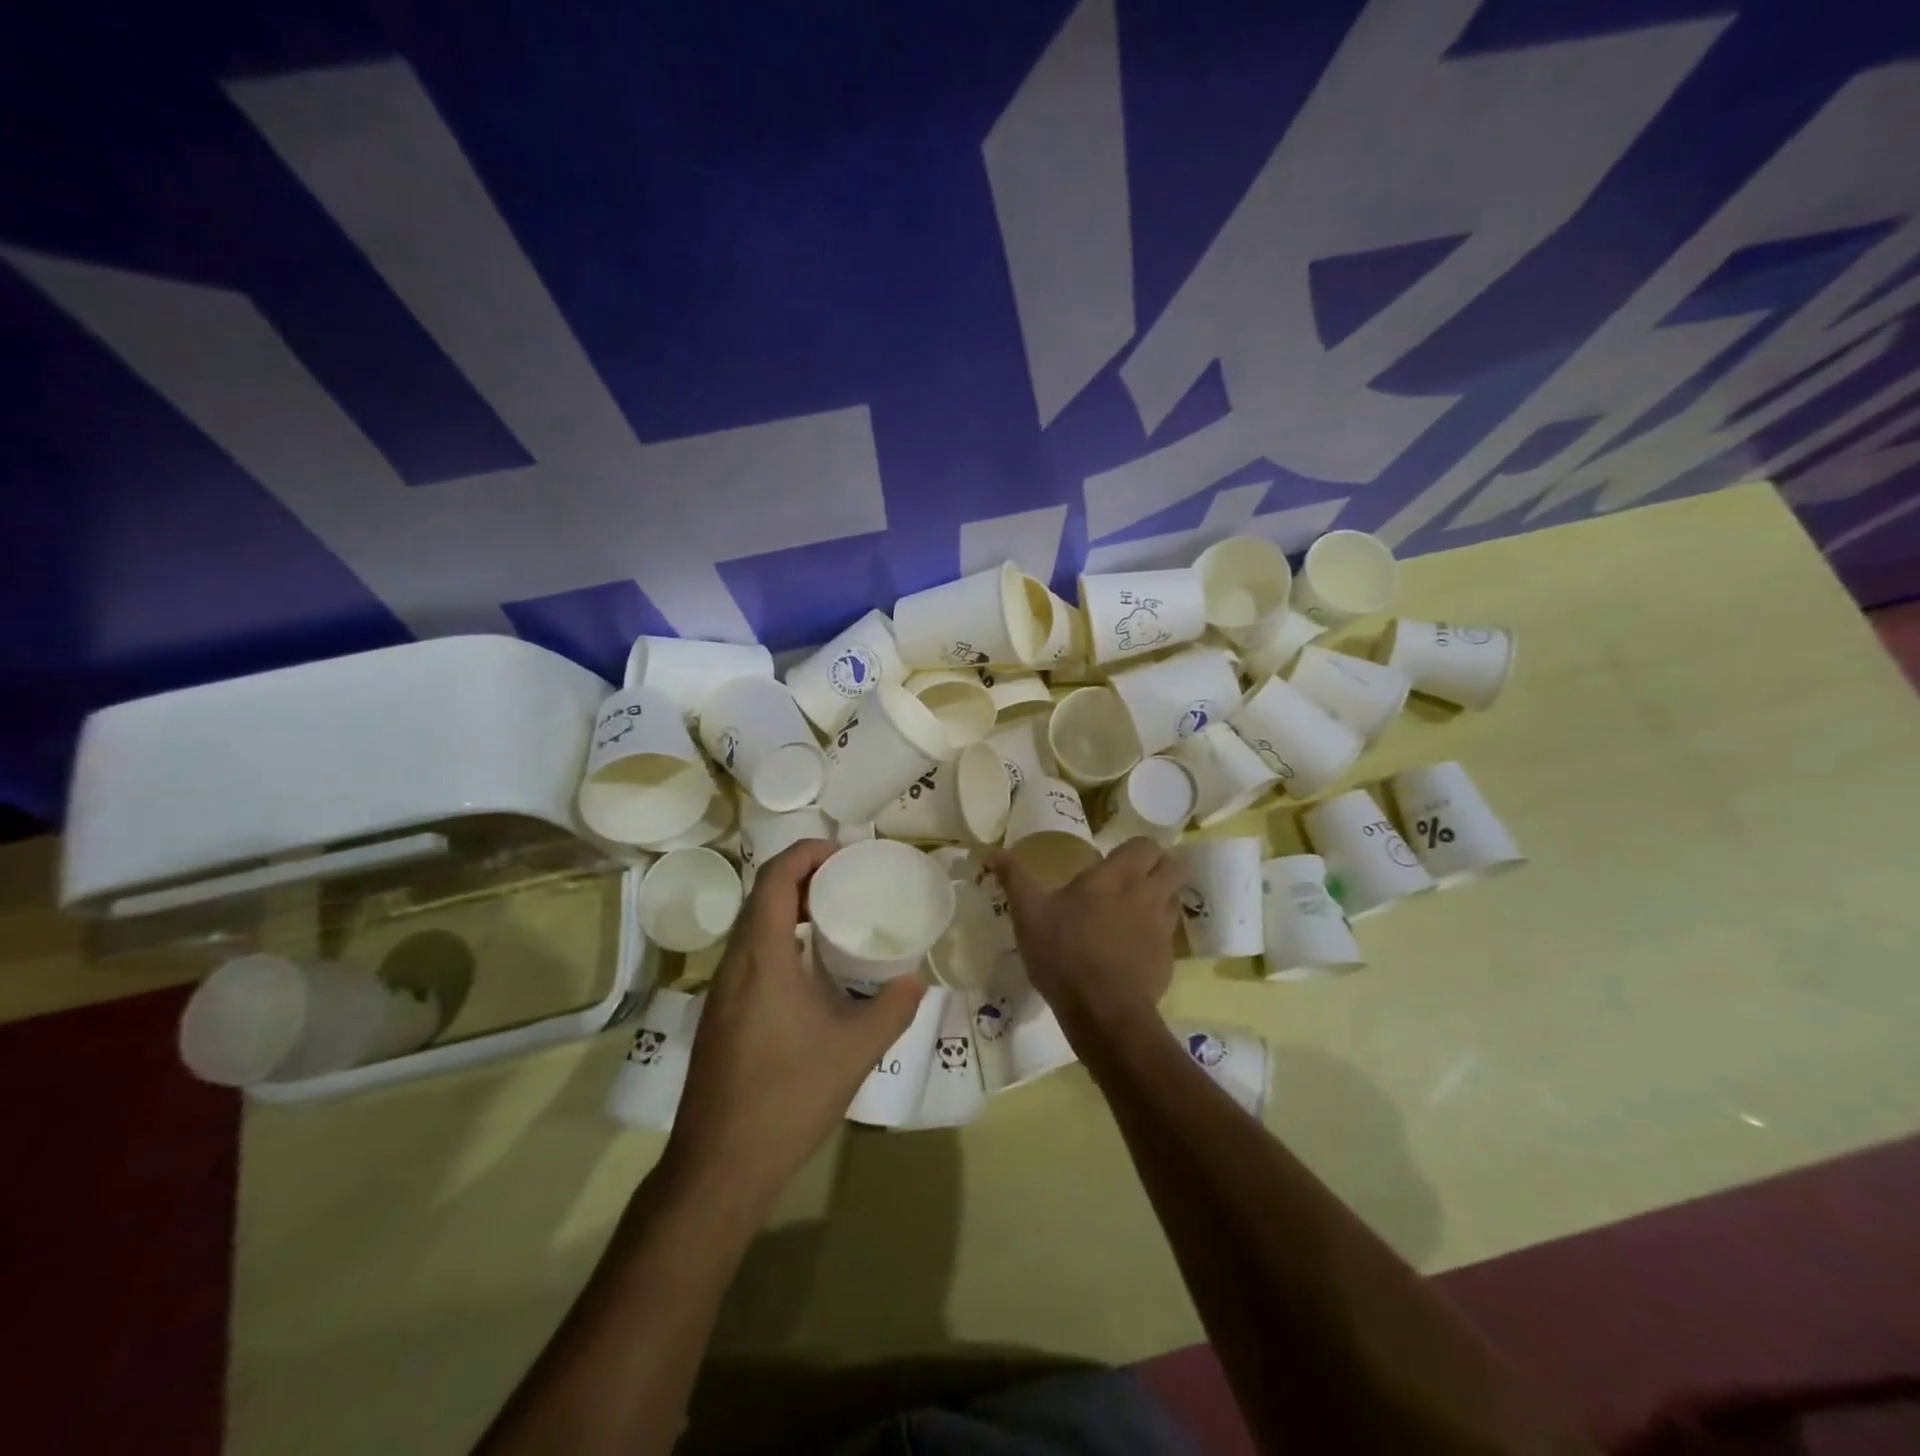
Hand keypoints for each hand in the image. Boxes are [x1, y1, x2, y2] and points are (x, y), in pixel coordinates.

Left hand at [665, 840, 924, 1205]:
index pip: (775, 879)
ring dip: (790, 908)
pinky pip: (750, 954)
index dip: (807, 853)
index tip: (844, 854)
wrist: (718, 1167)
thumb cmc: (787, 1098)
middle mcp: (735, 964)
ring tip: (835, 917)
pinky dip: (781, 939)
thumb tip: (916, 978)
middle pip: (762, 896)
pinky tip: (811, 970)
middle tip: (848, 882)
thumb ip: (892, 1008)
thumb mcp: (855, 1051)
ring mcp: (722, 991)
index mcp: (762, 958)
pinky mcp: (720, 1015)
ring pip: (753, 926)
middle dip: (804, 877)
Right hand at [985, 837, 1182, 1045]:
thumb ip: (1014, 879)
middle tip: (1133, 878)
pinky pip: (1167, 936)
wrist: (1102, 1011)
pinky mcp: (1167, 960)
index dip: (1136, 848)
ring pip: (1174, 900)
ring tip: (1134, 911)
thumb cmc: (1064, 952)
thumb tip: (991, 852)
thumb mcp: (1028, 913)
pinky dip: (1155, 936)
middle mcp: (1148, 894)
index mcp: (1118, 876)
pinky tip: (1132, 950)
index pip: (1146, 844)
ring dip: (1161, 899)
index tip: (1116, 858)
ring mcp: (1162, 928)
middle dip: (1160, 867)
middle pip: (1174, 866)